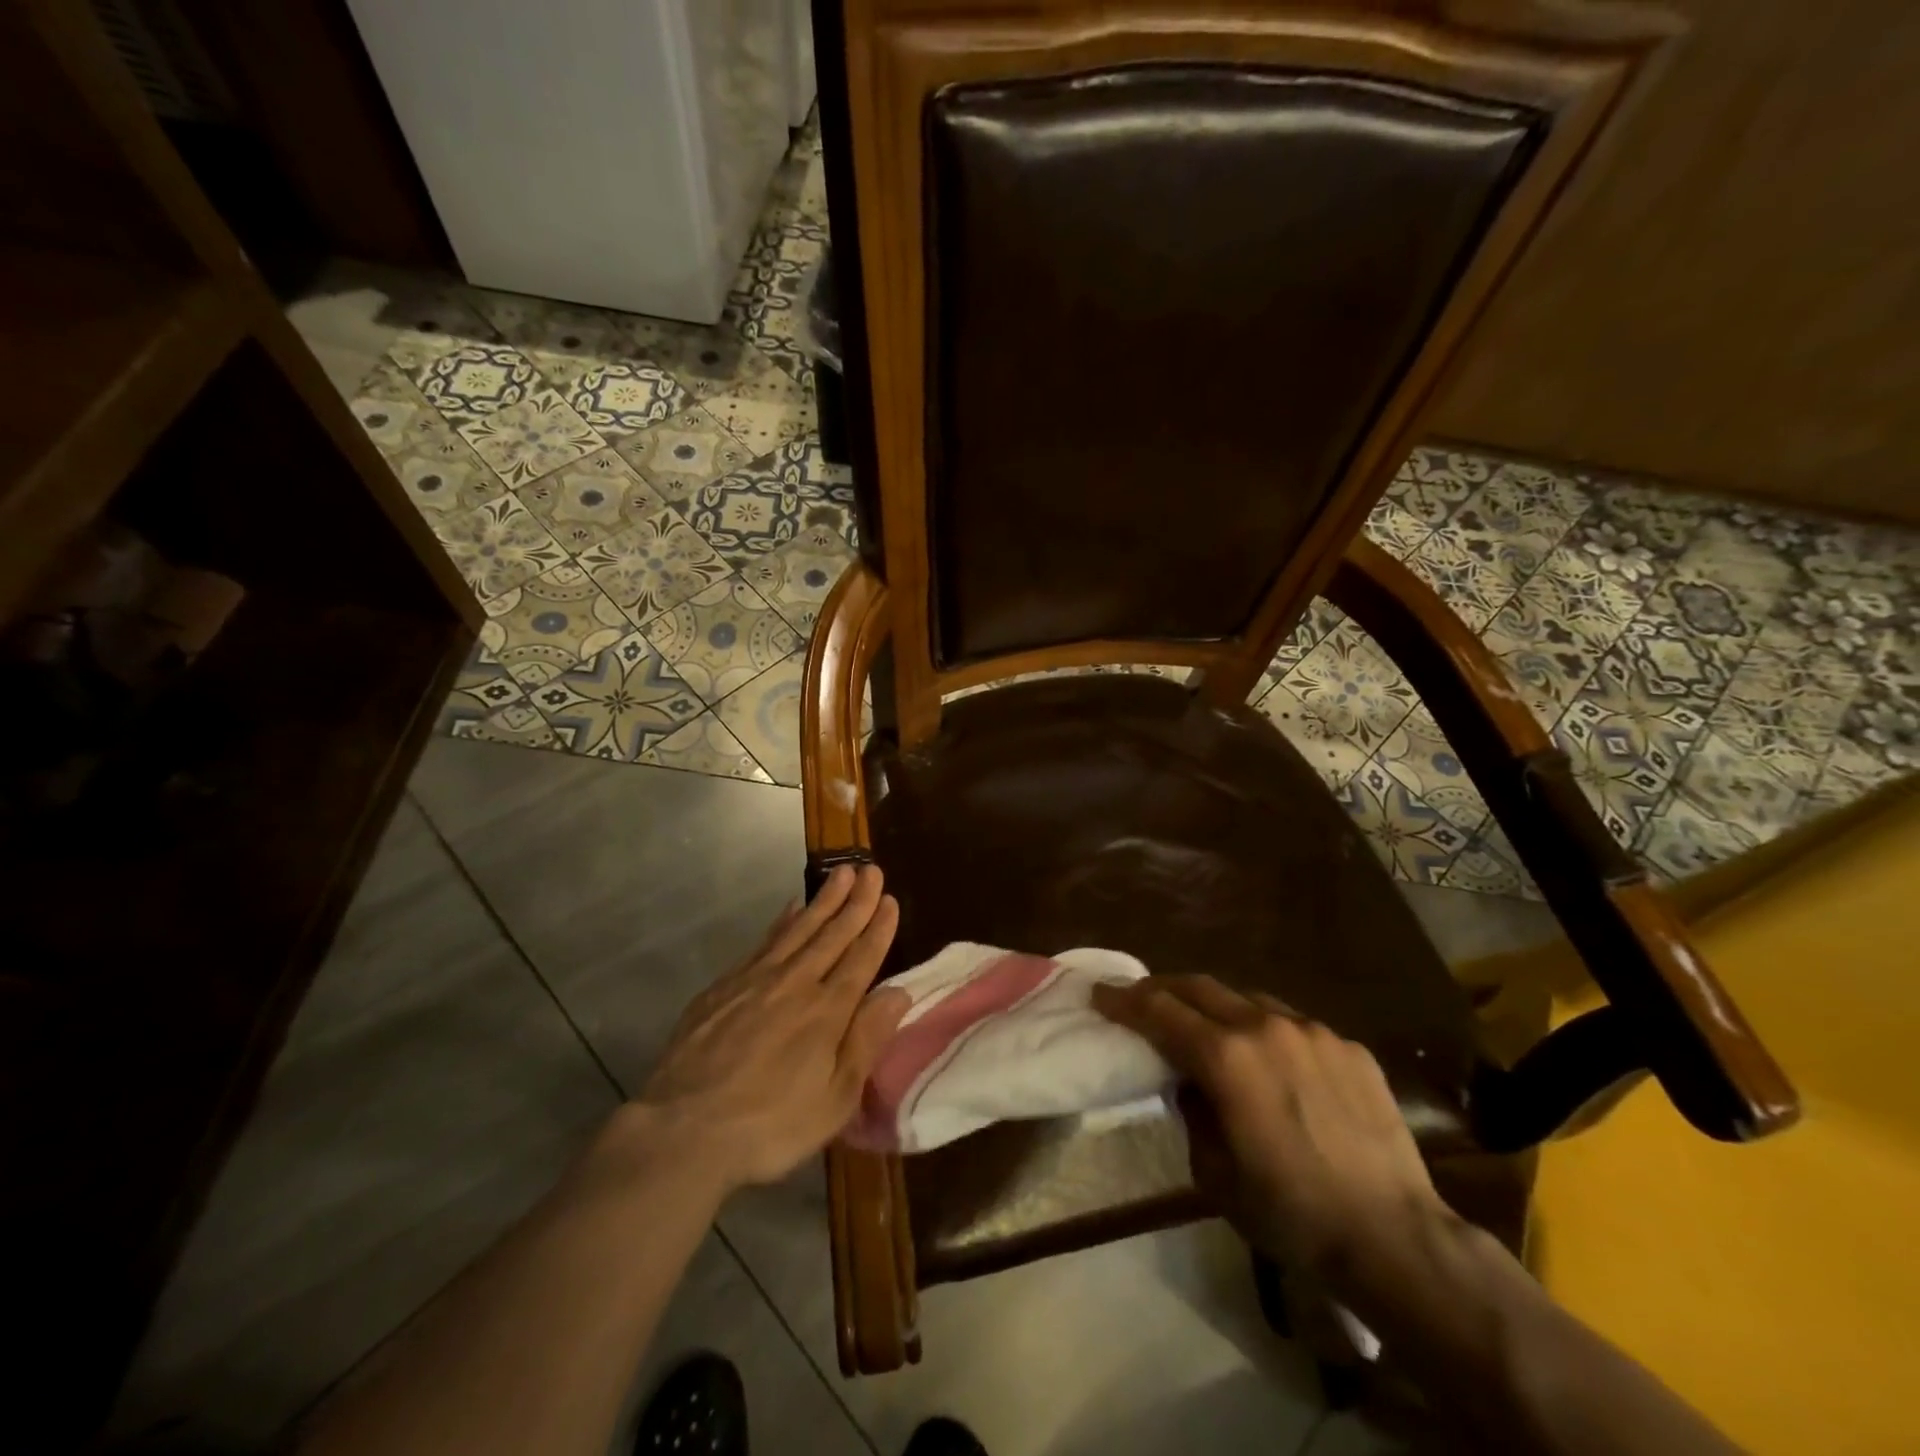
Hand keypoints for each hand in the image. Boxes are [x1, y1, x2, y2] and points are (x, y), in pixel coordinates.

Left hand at [635, 864, 909, 1193]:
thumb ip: (867, 1040)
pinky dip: (782, 921)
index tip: (889, 898)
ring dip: (823, 900)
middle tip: (871, 869)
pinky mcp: (724, 986)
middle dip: (856, 901)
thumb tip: (899, 992)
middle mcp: (796, 983)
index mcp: (828, 1011)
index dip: (878, 927)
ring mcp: (756, 980)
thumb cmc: (770, 1125)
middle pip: (832, 934)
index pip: (861, 958)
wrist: (683, 1131)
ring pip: (799, 929)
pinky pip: (764, 942)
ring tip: (840, 873)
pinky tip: (791, 908)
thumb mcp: (834, 1098)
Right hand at [1091, 974, 1443, 1280]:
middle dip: (1163, 989)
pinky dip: (1267, 1032)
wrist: (1394, 1237)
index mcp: (1225, 1057)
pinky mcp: (1349, 1046)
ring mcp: (1312, 1031)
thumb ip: (1192, 1112)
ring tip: (1207, 1028)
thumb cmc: (1290, 1213)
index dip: (1124, 1000)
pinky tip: (1273, 1062)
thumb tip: (1190, 1084)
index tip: (1100, 994)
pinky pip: (1293, 1025)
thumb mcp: (1214, 1173)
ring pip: (1248, 999)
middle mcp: (1265, 1026)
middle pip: (1199, 987)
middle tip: (1142, 999)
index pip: (1159, 1011)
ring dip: (1217, 1006)